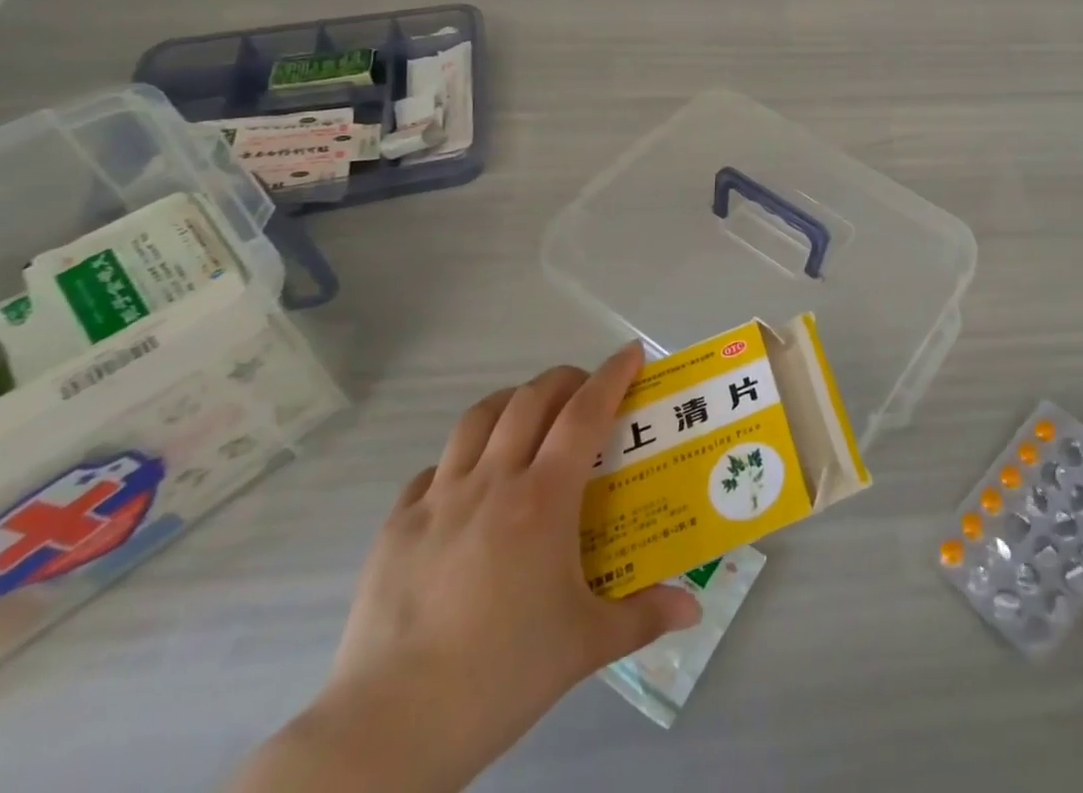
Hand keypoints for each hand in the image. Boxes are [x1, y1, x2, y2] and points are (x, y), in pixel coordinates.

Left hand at [246, 344, 699, 792]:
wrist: (390, 728)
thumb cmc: (501, 675)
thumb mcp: (585, 646)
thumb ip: (643, 616)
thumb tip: (692, 610)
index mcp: (543, 498)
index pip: (585, 412)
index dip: (612, 375)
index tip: (632, 353)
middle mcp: (492, 481)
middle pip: (531, 399)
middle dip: (565, 379)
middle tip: (585, 391)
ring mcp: (438, 499)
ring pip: (478, 418)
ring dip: (512, 402)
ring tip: (529, 416)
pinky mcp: (396, 526)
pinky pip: (434, 468)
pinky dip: (460, 458)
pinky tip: (468, 485)